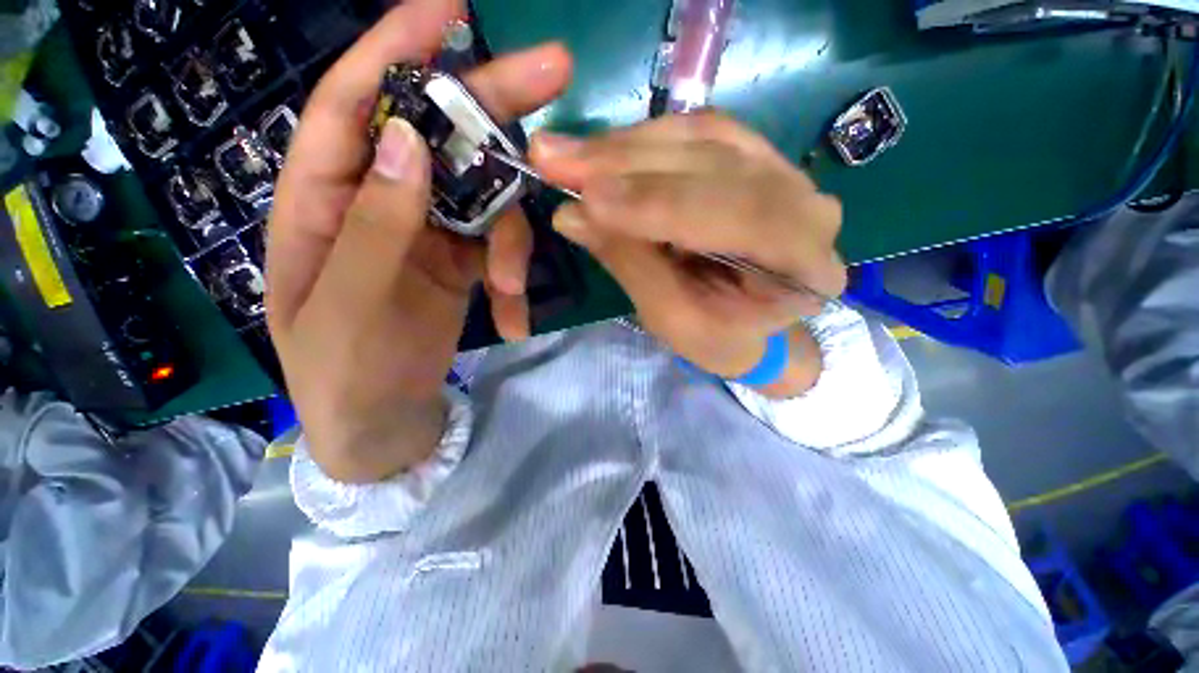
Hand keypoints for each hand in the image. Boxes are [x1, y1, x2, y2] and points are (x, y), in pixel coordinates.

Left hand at [266, 0, 571, 482]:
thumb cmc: (344, 370)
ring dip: (513, 244)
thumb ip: (377, 223)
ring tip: (512, 294)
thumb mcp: (350, 303)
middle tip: (556, 72)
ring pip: (487, 201)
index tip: (452, 7)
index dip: (399, 46)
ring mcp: (430, 232)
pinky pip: (501, 251)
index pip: (356, 101)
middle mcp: (382, 200)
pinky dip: (514, 282)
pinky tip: (514, 320)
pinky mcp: (463, 264)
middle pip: (440, 133)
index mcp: (325, 198)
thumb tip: (412, 139)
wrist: (380, 419)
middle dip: (493, 103)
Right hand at [531, 112, 845, 388]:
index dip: (660, 203)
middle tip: (554, 159)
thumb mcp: (673, 319)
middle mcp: (806, 206)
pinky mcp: (751, 156)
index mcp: (804, 267)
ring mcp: (782, 171)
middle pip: (717, 165)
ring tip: (566, 156)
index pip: (740, 216)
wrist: (750, 323)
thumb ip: (631, 264)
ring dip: (626, 146)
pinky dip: (642, 140)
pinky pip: (695, 130)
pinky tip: (601, 152)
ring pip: (701, 136)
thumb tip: (572, 214)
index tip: (589, 198)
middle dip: (628, 164)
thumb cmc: (718, 337)